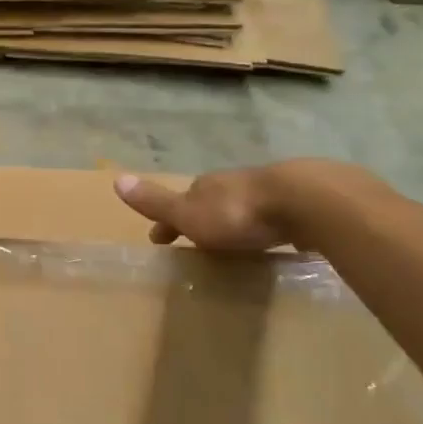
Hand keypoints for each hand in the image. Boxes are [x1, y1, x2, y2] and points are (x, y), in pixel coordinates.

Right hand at [113, 162, 343, 251]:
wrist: (306, 201)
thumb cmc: (238, 213)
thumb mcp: (189, 213)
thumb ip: (156, 201)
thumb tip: (116, 179)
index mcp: (205, 186)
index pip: (179, 203)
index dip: (168, 221)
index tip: (160, 240)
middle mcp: (234, 183)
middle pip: (211, 201)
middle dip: (203, 218)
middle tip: (199, 242)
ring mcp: (270, 190)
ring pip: (244, 205)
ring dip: (236, 221)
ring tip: (235, 244)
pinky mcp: (302, 202)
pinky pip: (276, 215)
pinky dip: (267, 226)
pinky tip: (275, 238)